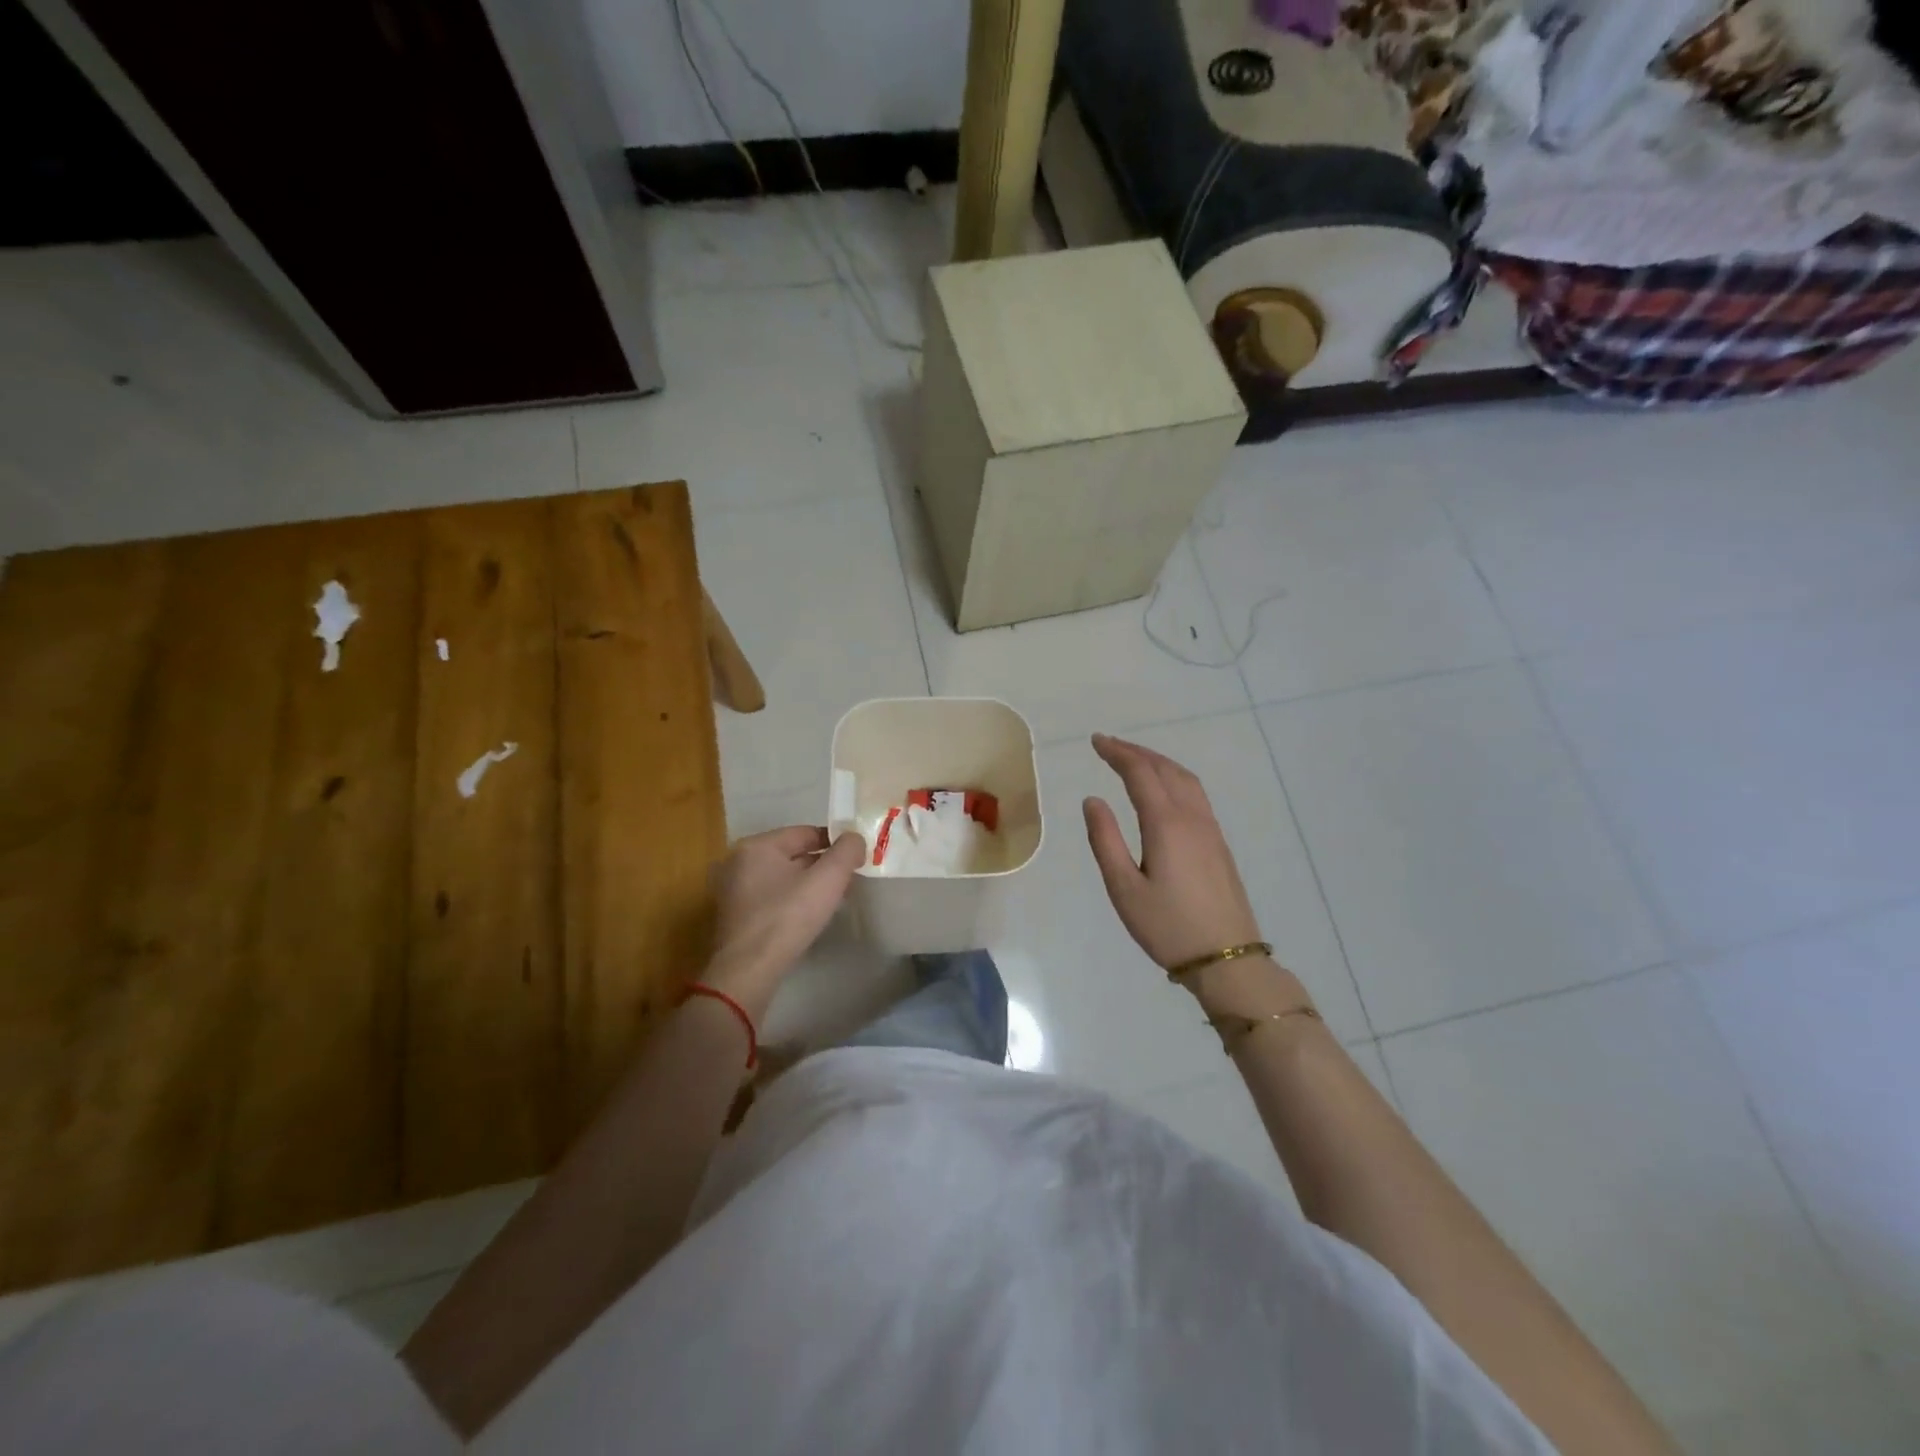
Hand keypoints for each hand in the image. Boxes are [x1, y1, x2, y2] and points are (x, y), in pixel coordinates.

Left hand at [705, 826, 865, 1019]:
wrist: (749, 971)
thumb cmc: (788, 917)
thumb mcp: (828, 879)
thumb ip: (847, 851)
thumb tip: (855, 838)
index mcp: (757, 845)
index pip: (805, 833)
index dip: (835, 843)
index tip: (856, 858)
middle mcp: (739, 861)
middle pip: (792, 854)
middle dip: (822, 865)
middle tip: (848, 880)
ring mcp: (732, 889)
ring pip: (782, 877)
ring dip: (808, 884)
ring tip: (834, 899)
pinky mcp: (734, 915)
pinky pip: (771, 896)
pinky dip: (791, 900)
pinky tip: (809, 916)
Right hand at [1082, 733, 1262, 972]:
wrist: (1227, 958)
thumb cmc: (1167, 926)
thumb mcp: (1124, 888)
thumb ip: (1105, 840)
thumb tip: (1093, 800)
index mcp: (1166, 824)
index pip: (1140, 773)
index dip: (1117, 753)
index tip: (1096, 741)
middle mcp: (1192, 817)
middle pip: (1165, 769)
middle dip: (1136, 752)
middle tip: (1109, 745)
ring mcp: (1210, 829)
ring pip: (1185, 779)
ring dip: (1158, 762)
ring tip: (1134, 760)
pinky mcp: (1219, 843)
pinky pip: (1195, 794)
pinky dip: (1174, 777)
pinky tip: (1164, 789)